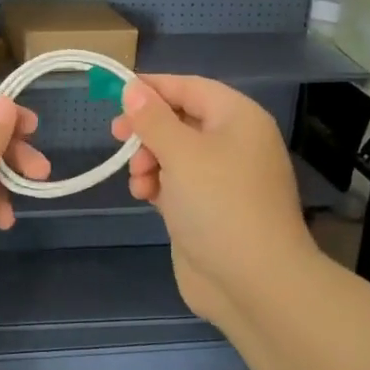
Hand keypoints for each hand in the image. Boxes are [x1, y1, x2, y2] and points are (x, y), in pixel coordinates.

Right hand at [111, 75, 310, 322]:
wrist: (255, 283)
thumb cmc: (219, 204)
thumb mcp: (181, 153)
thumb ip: (152, 118)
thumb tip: (132, 88)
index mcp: (238, 118)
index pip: (189, 87)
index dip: (152, 88)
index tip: (114, 94)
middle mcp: (233, 142)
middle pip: (179, 119)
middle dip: (147, 129)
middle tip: (117, 137)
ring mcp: (222, 178)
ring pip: (174, 152)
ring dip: (148, 160)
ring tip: (139, 181)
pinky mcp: (209, 208)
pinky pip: (177, 182)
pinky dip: (157, 184)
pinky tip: (144, 196)